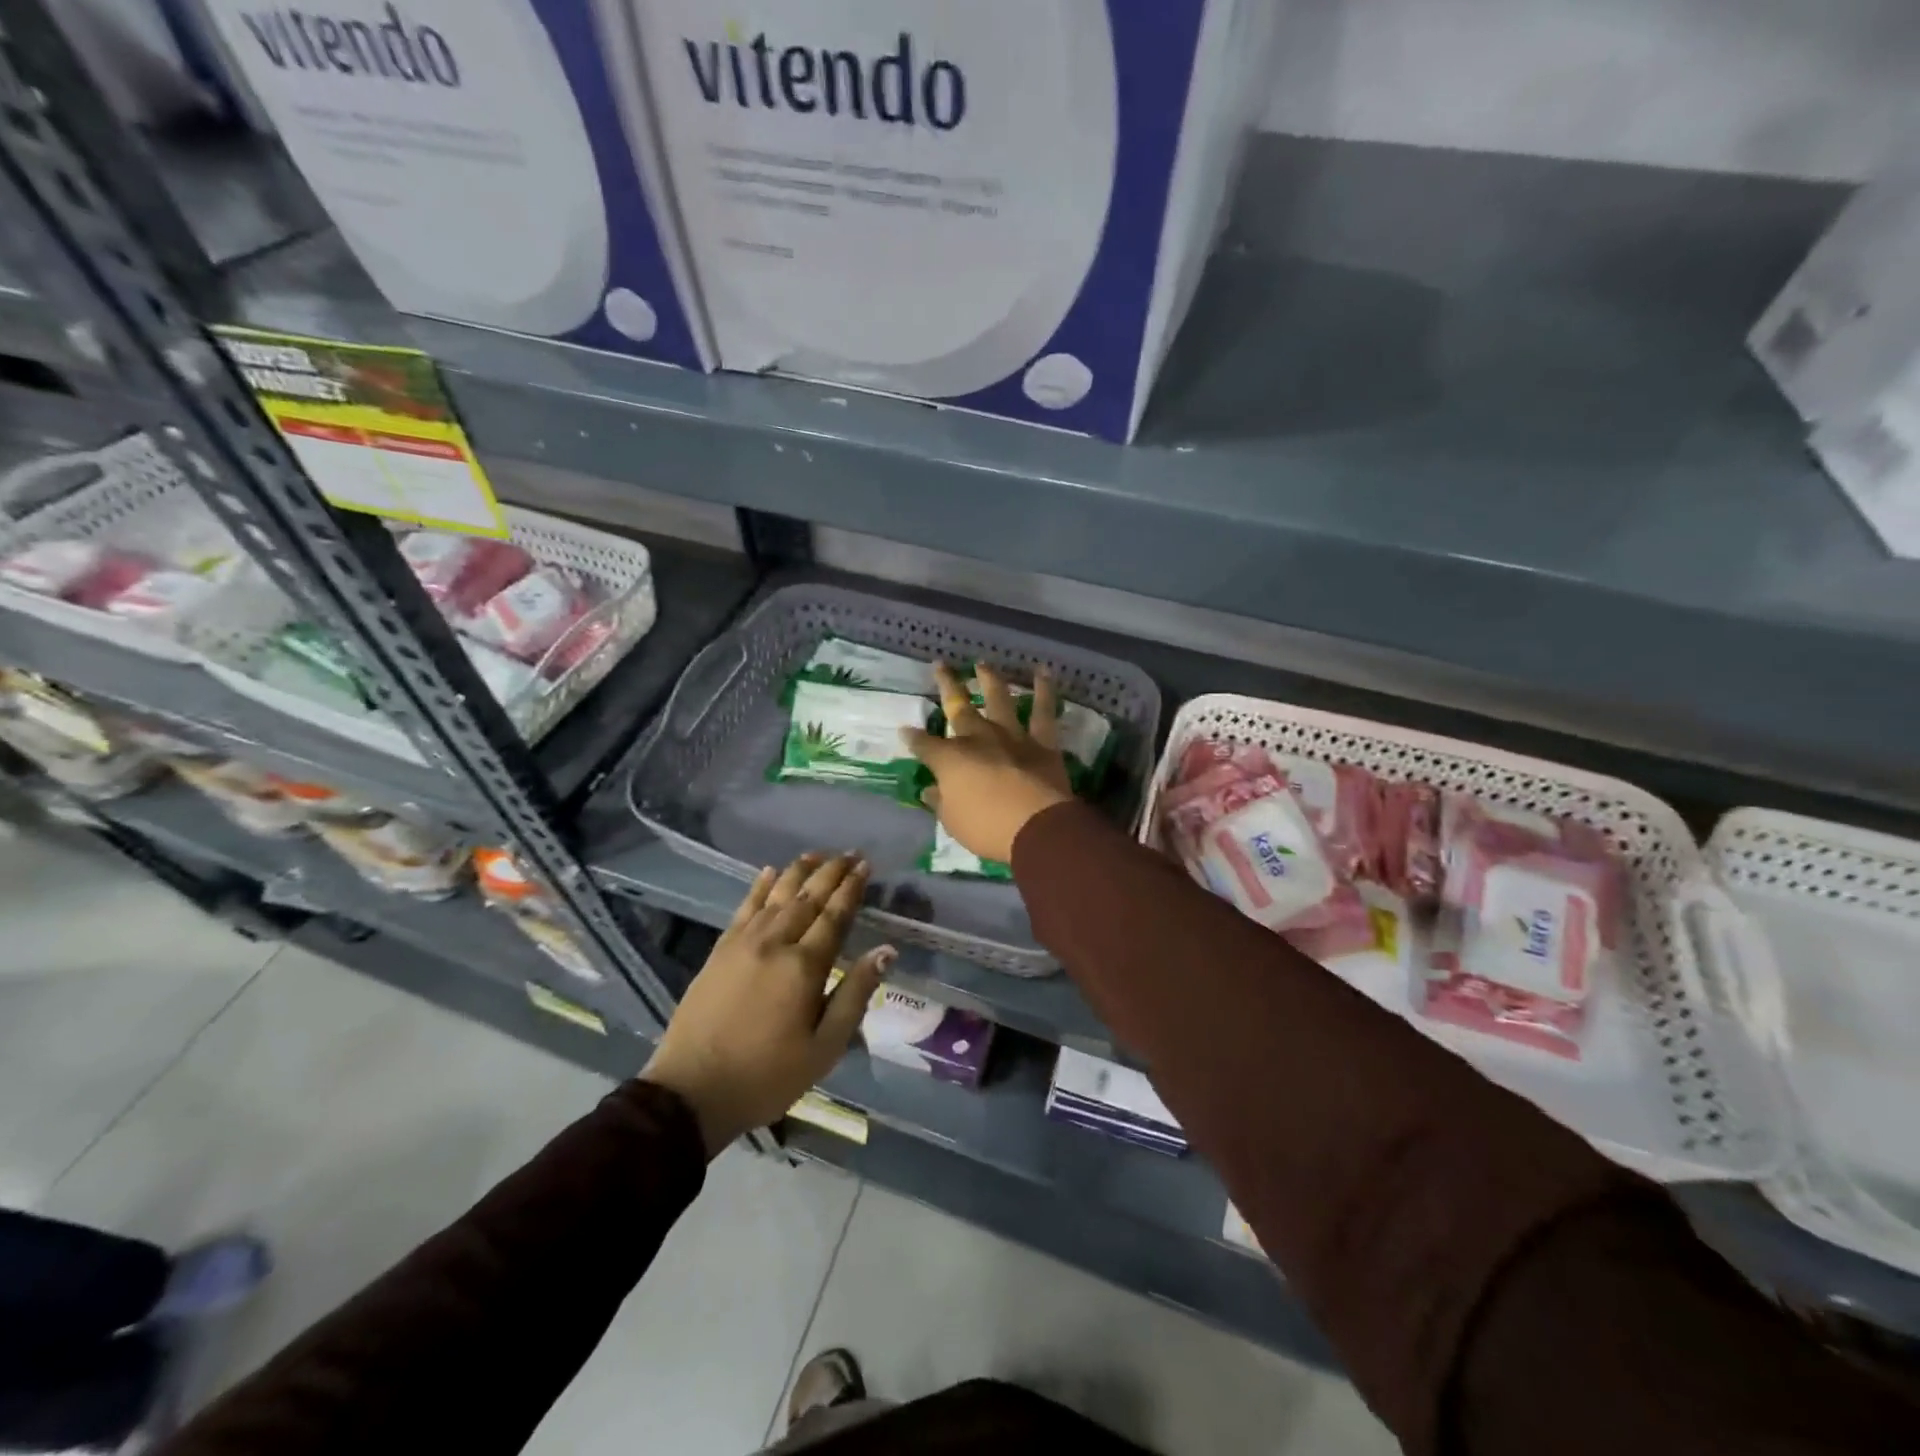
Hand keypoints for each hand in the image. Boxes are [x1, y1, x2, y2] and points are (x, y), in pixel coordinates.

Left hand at [642, 853, 893, 1155]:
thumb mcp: (824, 1048)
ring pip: (777, 895)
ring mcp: (743, 943)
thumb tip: (885, 950)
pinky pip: (744, 907)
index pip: (835, 915)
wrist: (691, 1091)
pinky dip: (759, 887)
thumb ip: (855, 994)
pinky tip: (768, 872)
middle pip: (808, 898)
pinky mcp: (720, 950)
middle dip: (831, 872)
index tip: (865, 865)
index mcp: (805, 966)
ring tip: (817, 854)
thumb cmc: (767, 1075)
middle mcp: (775, 943)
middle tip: (850, 853)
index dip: (851, 888)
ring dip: (798, 871)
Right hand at [901, 661, 1072, 864]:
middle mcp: (978, 739)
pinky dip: (1045, 689)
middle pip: (959, 707)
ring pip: (999, 699)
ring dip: (990, 680)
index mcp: (950, 759)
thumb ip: (941, 801)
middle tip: (940, 665)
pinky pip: (1043, 711)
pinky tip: (1042, 671)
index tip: (905, 730)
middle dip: (947, 686)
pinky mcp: (1043, 742)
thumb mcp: (953, 821)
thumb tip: (930, 790)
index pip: (924, 745)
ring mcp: (1011, 736)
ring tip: (983, 663)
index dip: (913, 737)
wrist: (1036, 826)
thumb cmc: (986, 828)